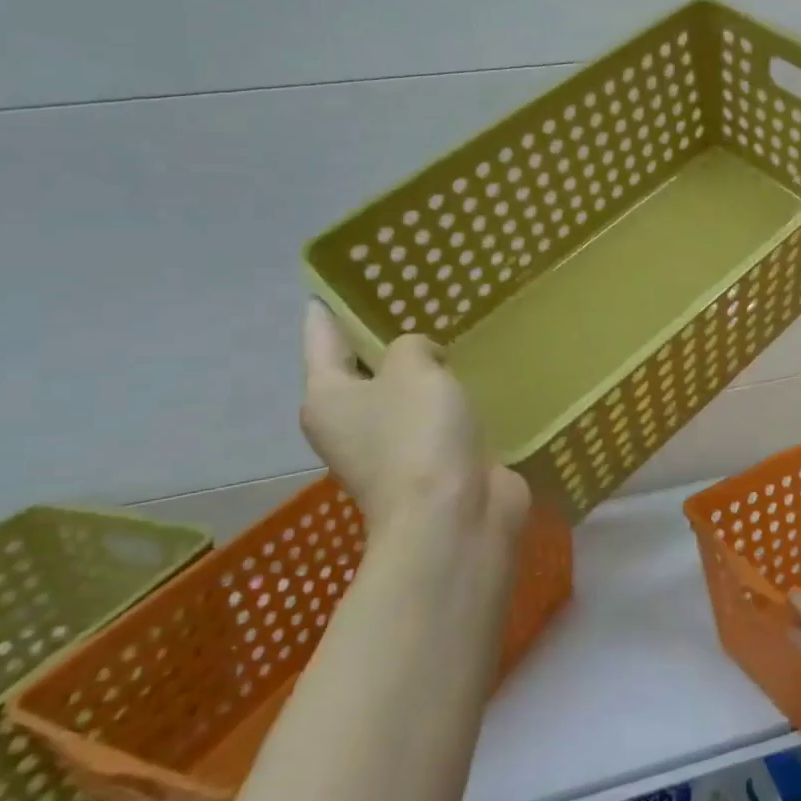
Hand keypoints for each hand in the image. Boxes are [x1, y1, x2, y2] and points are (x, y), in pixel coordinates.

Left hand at [300, 301, 529, 550]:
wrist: (454, 516)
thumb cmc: (419, 436)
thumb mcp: (412, 369)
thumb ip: (413, 346)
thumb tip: (425, 362)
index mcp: (328, 398)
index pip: (322, 338)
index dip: (329, 309)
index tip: (337, 283)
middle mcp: (351, 424)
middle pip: (363, 369)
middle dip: (385, 339)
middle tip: (414, 299)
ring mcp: (392, 449)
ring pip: (406, 396)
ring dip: (425, 373)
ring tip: (452, 333)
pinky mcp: (433, 464)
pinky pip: (439, 419)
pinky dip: (453, 401)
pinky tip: (478, 377)